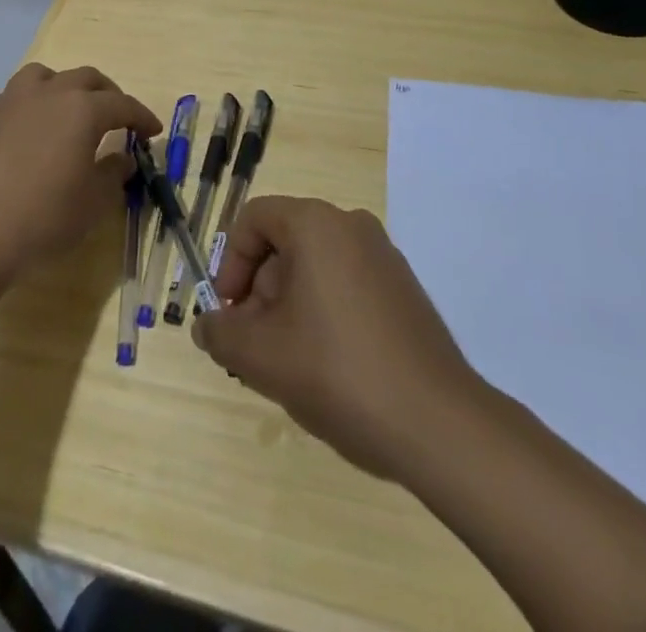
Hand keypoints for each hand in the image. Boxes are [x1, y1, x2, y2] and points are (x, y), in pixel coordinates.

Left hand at [0, 64, 161, 280]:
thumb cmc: (44, 218)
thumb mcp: (93, 203)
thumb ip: (113, 173)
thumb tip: (122, 158)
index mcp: (82, 110)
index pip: (122, 104)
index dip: (141, 116)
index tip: (153, 131)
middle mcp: (48, 93)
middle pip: (86, 79)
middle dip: (107, 94)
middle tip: (116, 116)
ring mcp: (11, 101)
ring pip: (44, 76)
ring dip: (63, 88)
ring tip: (68, 110)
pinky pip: (13, 98)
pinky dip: (29, 106)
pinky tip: (28, 130)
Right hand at [192, 196, 476, 479]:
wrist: (440, 425)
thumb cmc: (339, 373)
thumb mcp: (262, 356)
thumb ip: (221, 334)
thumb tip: (206, 325)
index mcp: (316, 224)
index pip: (254, 219)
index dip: (230, 263)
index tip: (229, 313)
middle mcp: (351, 226)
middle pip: (284, 243)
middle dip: (260, 292)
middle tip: (255, 346)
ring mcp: (384, 257)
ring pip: (315, 267)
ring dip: (289, 306)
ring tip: (289, 364)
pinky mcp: (404, 290)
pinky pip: (346, 284)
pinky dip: (324, 312)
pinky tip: (328, 366)